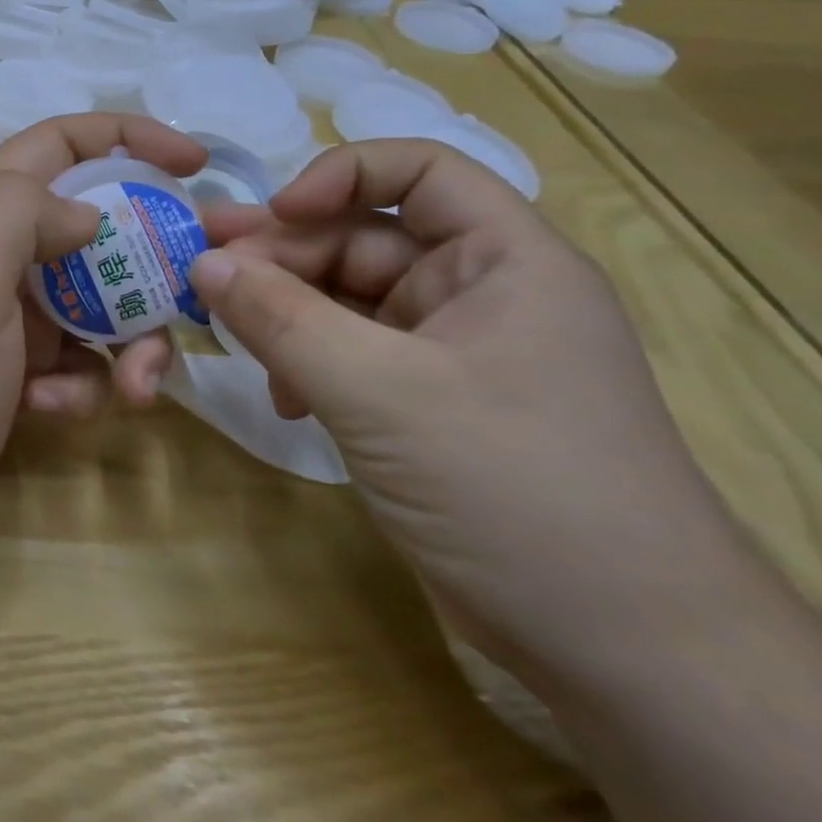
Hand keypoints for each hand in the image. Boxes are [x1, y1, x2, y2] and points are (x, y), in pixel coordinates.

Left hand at [0, 114, 209, 551]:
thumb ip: (25, 211)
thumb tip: (86, 216)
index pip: (62, 143)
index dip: (129, 138)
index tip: (195, 165)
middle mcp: (1, 254)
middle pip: (100, 228)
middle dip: (152, 259)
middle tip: (196, 291)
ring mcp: (12, 315)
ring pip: (103, 302)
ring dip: (130, 342)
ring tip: (133, 387)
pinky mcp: (21, 371)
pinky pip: (81, 361)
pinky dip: (81, 384)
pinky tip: (50, 407)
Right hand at [190, 140, 752, 681]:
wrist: (620, 651)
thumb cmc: (513, 489)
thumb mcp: (379, 392)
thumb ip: (281, 319)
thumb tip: (201, 263)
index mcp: (503, 260)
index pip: (419, 170)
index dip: (339, 176)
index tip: (271, 215)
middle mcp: (477, 292)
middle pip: (362, 239)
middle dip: (282, 256)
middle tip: (201, 275)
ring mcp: (449, 352)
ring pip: (345, 300)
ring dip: (284, 314)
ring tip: (232, 340)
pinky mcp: (424, 404)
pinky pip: (347, 354)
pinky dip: (304, 364)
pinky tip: (283, 399)